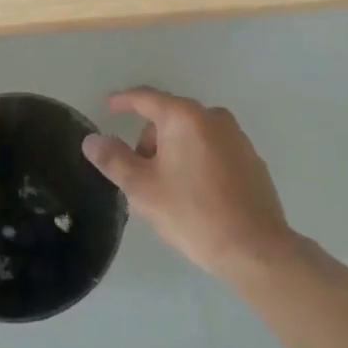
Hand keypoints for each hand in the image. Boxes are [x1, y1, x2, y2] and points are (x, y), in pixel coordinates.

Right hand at [83, 88, 294, 278]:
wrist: (255, 249)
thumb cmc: (193, 213)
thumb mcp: (143, 189)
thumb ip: (114, 159)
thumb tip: (92, 140)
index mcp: (185, 117)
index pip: (146, 98)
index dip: (123, 101)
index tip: (108, 107)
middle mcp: (213, 117)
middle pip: (169, 118)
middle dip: (150, 140)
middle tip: (140, 176)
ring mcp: (237, 137)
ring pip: (192, 135)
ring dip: (174, 152)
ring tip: (167, 191)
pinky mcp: (251, 159)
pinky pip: (213, 150)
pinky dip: (197, 162)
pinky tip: (196, 196)